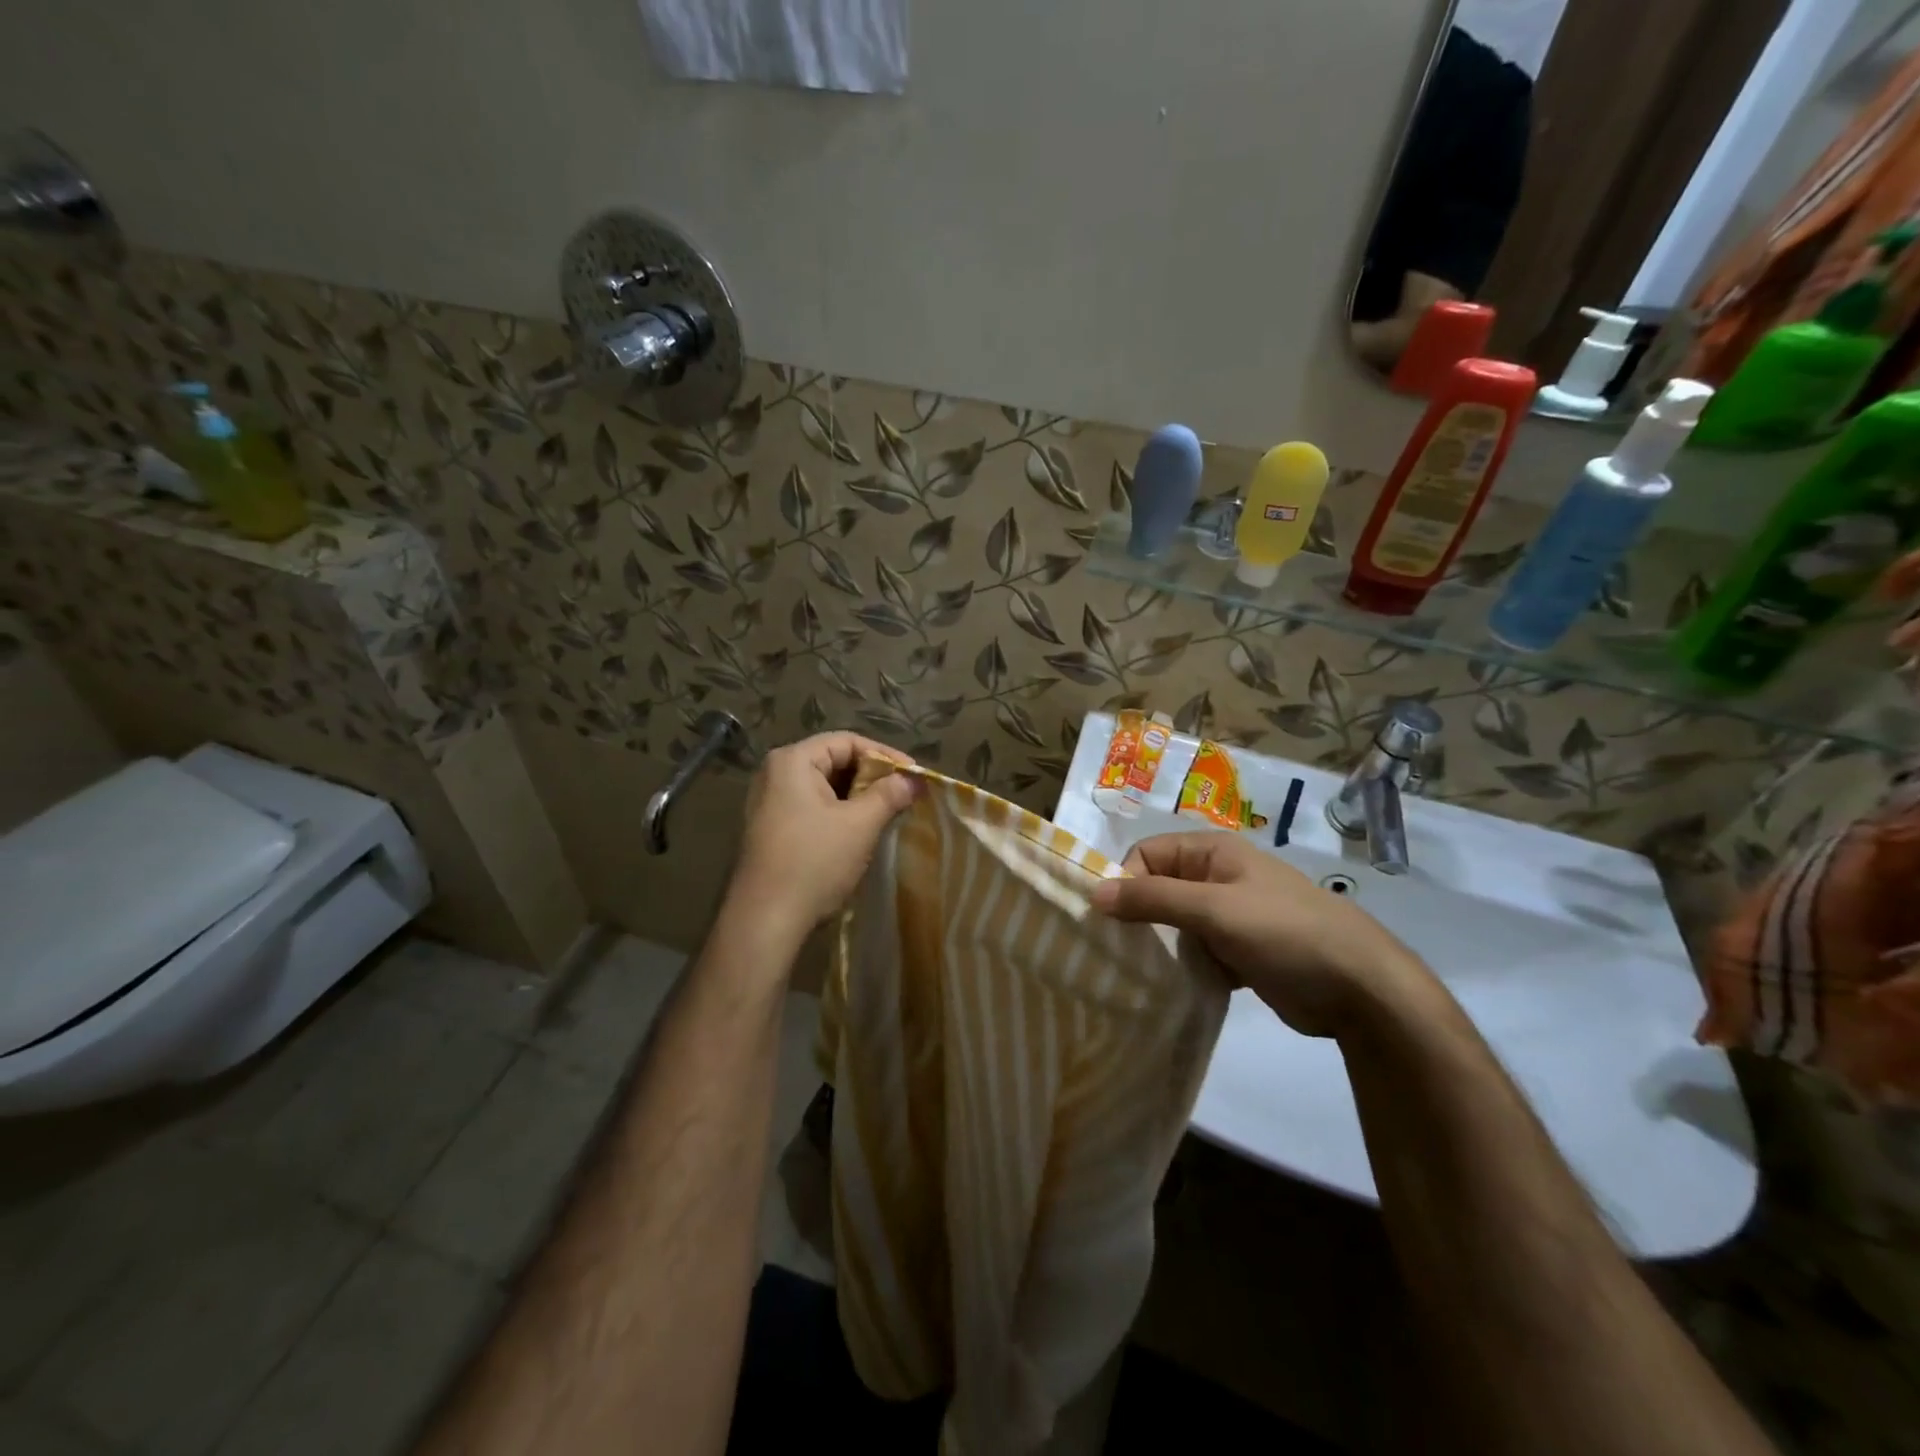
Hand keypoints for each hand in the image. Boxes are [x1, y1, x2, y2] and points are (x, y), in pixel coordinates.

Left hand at [728, 732, 919, 936]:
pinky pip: (813, 807)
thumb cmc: (814, 862)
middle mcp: (775, 773)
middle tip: (905, 794)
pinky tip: (862, 830)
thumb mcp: (859, 825)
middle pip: (834, 761)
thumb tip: (914, 779)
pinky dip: (840, 812)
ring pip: (825, 787)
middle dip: (872, 776)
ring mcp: (770, 802)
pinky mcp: (772, 828)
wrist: (766, 920)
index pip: (847, 741)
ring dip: (858, 797)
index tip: (914, 775)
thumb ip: (889, 794)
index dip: (885, 755)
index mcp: (792, 761)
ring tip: (889, 811)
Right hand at [1090, 832, 1437, 1037]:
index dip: (1126, 881)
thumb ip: (1154, 899)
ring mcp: (1229, 916)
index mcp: (1213, 852)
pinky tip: (1170, 988)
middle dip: (1137, 916)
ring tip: (1138, 974)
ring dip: (1157, 945)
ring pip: (1174, 924)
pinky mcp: (1238, 952)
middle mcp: (1217, 877)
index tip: (1112, 922)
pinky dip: (1180, 966)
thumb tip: (1093, 893)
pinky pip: (1194, 951)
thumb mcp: (1215, 910)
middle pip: (1158, 888)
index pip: (1147, 854)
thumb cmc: (1285, 933)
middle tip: (1118, 953)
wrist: (1361, 989)